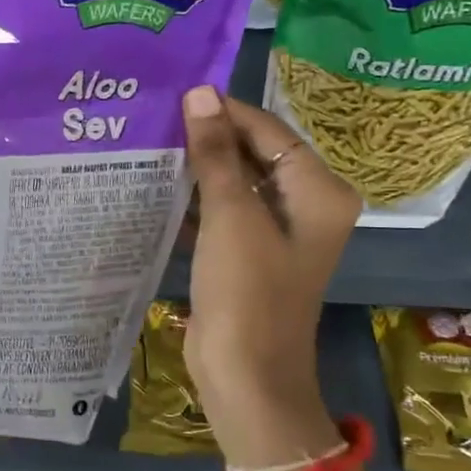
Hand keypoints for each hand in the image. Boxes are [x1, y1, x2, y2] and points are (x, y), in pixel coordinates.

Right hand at [180, 87, 359, 464]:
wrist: (245, 376)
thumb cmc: (247, 293)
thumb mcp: (231, 217)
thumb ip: (216, 154)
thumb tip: (200, 94)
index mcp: (318, 192)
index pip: (269, 132)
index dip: (225, 112)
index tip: (176, 96)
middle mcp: (304, 206)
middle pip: (255, 154)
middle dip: (209, 139)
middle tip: (158, 118)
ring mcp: (276, 232)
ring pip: (235, 182)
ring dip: (198, 168)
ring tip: (152, 144)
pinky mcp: (248, 254)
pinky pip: (223, 212)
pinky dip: (195, 199)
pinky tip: (157, 186)